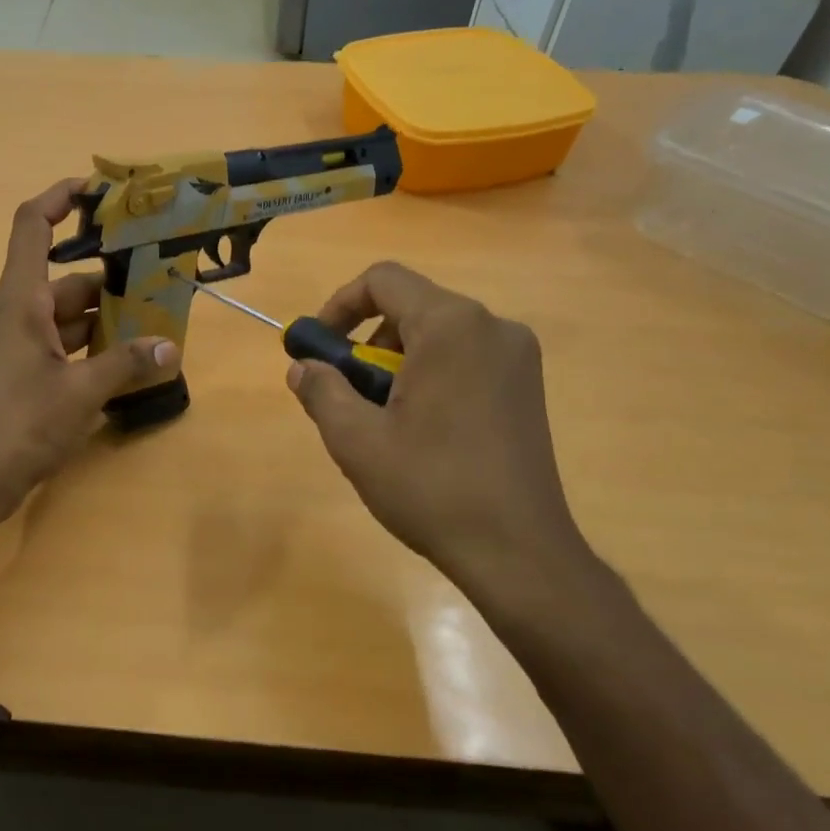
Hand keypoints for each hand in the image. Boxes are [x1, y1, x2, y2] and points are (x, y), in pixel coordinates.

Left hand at [0, 180, 176, 520]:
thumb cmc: (22, 422)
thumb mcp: (82, 391)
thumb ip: (126, 363)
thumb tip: (169, 347)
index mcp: (20, 301)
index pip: (33, 227)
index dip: (60, 198)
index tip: (97, 189)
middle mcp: (13, 314)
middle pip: (63, 281)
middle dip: (108, 281)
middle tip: (155, 281)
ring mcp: (13, 346)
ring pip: (63, 318)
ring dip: (102, 321)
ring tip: (151, 325)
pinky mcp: (18, 374)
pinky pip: (57, 346)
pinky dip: (87, 348)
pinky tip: (123, 363)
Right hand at [287, 262, 592, 610]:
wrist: (518, 550)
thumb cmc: (430, 487)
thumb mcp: (356, 440)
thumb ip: (321, 391)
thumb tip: (302, 368)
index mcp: (451, 326)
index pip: (383, 280)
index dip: (339, 306)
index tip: (319, 349)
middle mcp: (491, 326)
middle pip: (411, 307)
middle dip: (367, 342)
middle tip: (350, 395)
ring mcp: (518, 357)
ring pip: (438, 335)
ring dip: (397, 362)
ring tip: (384, 420)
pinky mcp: (527, 386)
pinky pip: (465, 359)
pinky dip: (430, 376)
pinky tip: (422, 430)